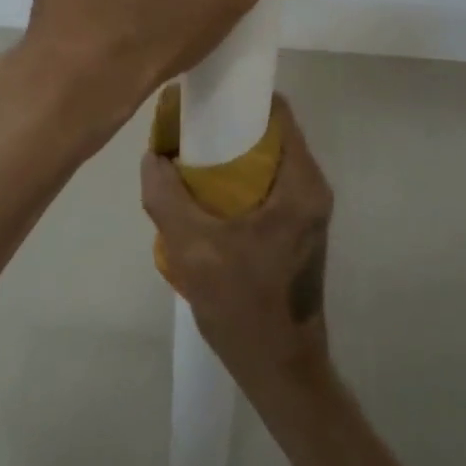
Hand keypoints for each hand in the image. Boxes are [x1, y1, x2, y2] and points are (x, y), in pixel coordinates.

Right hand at [141, 94, 333, 391]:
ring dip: (231, 156)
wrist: (279, 368)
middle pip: (270, 135)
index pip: (277, 113)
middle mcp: (312, 188)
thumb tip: (152, 156)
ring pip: (268, 161)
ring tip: (187, 161)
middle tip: (185, 131)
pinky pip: (268, 185)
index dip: (239, 98)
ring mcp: (308, 210)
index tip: (202, 99)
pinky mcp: (297, 229)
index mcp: (301, 183)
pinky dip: (238, 180)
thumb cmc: (243, 305)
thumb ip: (166, 196)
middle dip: (228, 127)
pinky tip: (203, 196)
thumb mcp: (192, 248)